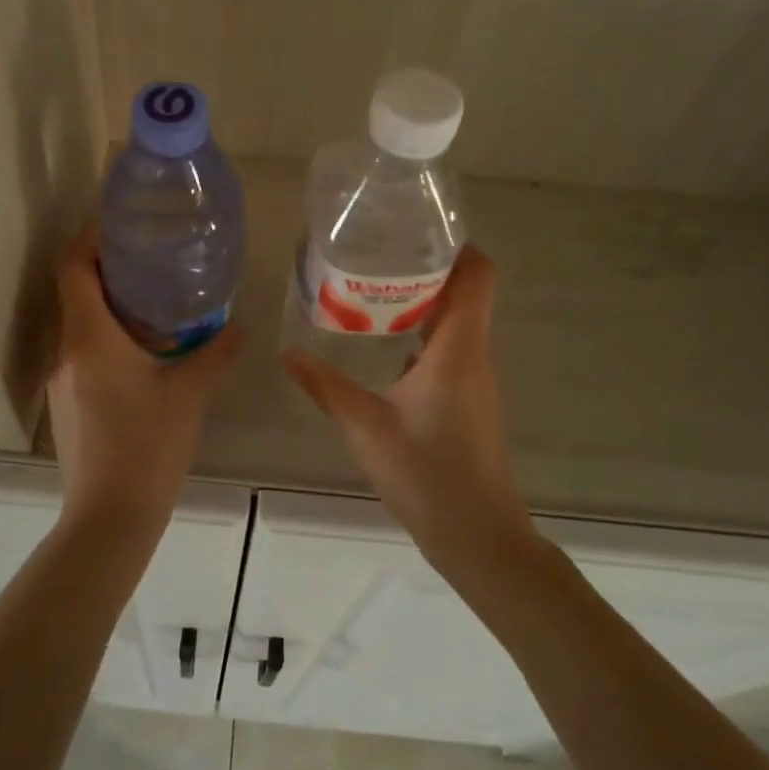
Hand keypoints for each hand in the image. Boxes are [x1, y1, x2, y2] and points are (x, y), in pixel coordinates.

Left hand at [46, 225, 243, 539]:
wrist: (108, 520)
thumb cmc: (147, 446)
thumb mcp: (190, 393)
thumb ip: (216, 352)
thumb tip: (239, 325)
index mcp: (89, 337)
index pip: (73, 266)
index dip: (90, 236)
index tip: (119, 221)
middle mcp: (67, 350)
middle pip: (75, 289)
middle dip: (108, 266)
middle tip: (151, 255)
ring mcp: (62, 379)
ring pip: (80, 322)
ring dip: (110, 303)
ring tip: (154, 299)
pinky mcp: (68, 402)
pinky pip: (83, 351)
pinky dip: (107, 335)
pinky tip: (144, 351)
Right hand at [282, 247, 535, 574]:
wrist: (480, 539)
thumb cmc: (429, 476)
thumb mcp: (366, 428)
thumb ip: (325, 387)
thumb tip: (288, 354)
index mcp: (458, 349)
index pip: (478, 276)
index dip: (457, 245)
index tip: (416, 231)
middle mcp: (473, 354)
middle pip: (466, 291)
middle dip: (426, 266)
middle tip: (377, 252)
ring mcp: (474, 378)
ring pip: (457, 319)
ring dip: (423, 299)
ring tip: (372, 287)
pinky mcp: (468, 398)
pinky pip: (450, 346)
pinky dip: (423, 330)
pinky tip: (384, 342)